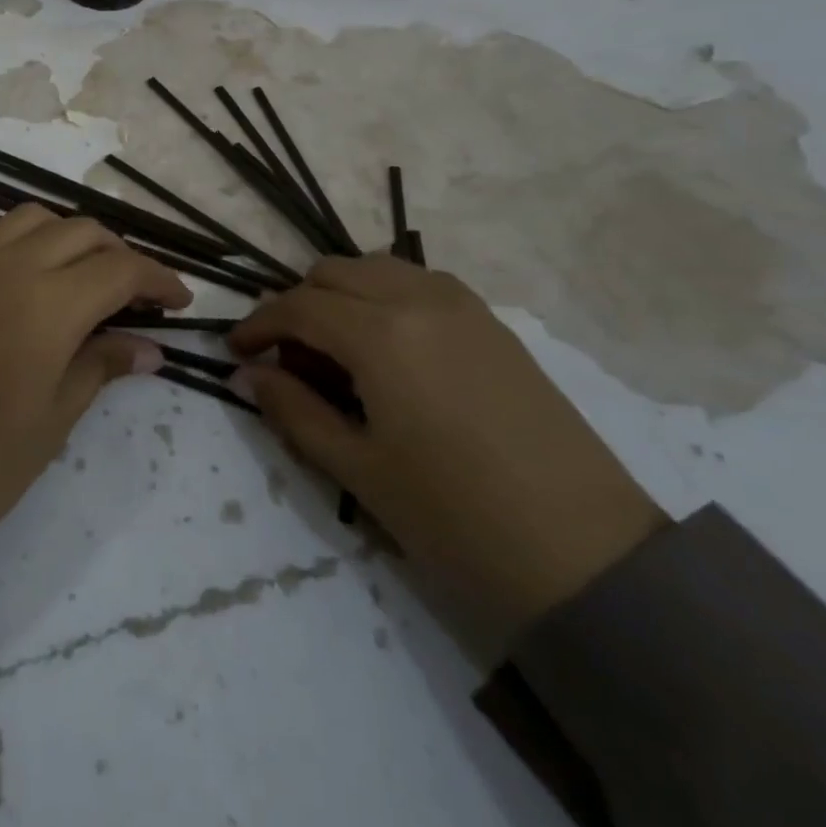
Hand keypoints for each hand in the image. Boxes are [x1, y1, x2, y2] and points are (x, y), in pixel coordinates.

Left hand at [0, 205, 189, 568]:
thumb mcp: (51, 422)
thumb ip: (100, 368)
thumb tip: (149, 348)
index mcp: (49, 303)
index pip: (121, 269)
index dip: (158, 279)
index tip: (180, 302)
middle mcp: (9, 265)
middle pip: (82, 232)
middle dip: (120, 255)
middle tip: (136, 295)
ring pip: (32, 218)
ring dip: (67, 236)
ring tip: (79, 276)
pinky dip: (11, 236)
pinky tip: (17, 267)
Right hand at [231, 255, 666, 640]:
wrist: (589, 557)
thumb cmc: (456, 518)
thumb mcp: (358, 469)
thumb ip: (293, 411)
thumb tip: (248, 375)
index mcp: (381, 334)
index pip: (297, 307)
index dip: (257, 325)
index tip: (236, 352)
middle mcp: (419, 299)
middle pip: (334, 272)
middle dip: (298, 305)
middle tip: (290, 361)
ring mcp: (464, 306)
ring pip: (378, 269)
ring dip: (343, 295)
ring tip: (338, 354)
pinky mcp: (494, 324)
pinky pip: (420, 284)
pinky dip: (385, 298)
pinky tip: (389, 352)